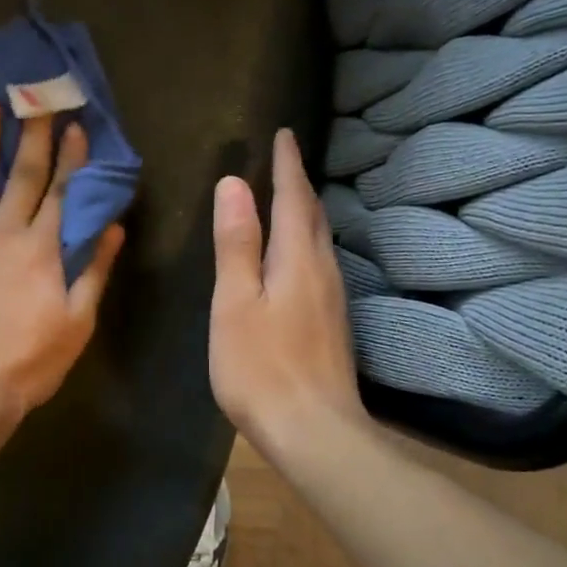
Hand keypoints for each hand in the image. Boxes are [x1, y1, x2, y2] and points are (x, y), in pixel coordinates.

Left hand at [0, 101, 123, 419]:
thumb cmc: (29, 361)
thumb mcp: (77, 321)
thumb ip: (95, 270)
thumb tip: (113, 226)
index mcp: (42, 249)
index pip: (62, 191)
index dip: (70, 156)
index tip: (75, 124)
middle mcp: (4, 232)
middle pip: (22, 176)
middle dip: (33, 135)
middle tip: (36, 98)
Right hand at [210, 130, 366, 462]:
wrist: (314, 431)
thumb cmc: (261, 366)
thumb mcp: (235, 302)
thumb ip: (236, 244)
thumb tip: (233, 184)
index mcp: (297, 259)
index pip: (294, 198)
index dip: (287, 165)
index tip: (284, 134)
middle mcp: (323, 270)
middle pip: (313, 216)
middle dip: (299, 184)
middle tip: (286, 160)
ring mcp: (333, 299)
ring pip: (320, 240)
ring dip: (306, 212)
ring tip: (290, 198)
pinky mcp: (333, 323)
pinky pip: (320, 263)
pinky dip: (307, 242)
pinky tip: (298, 255)